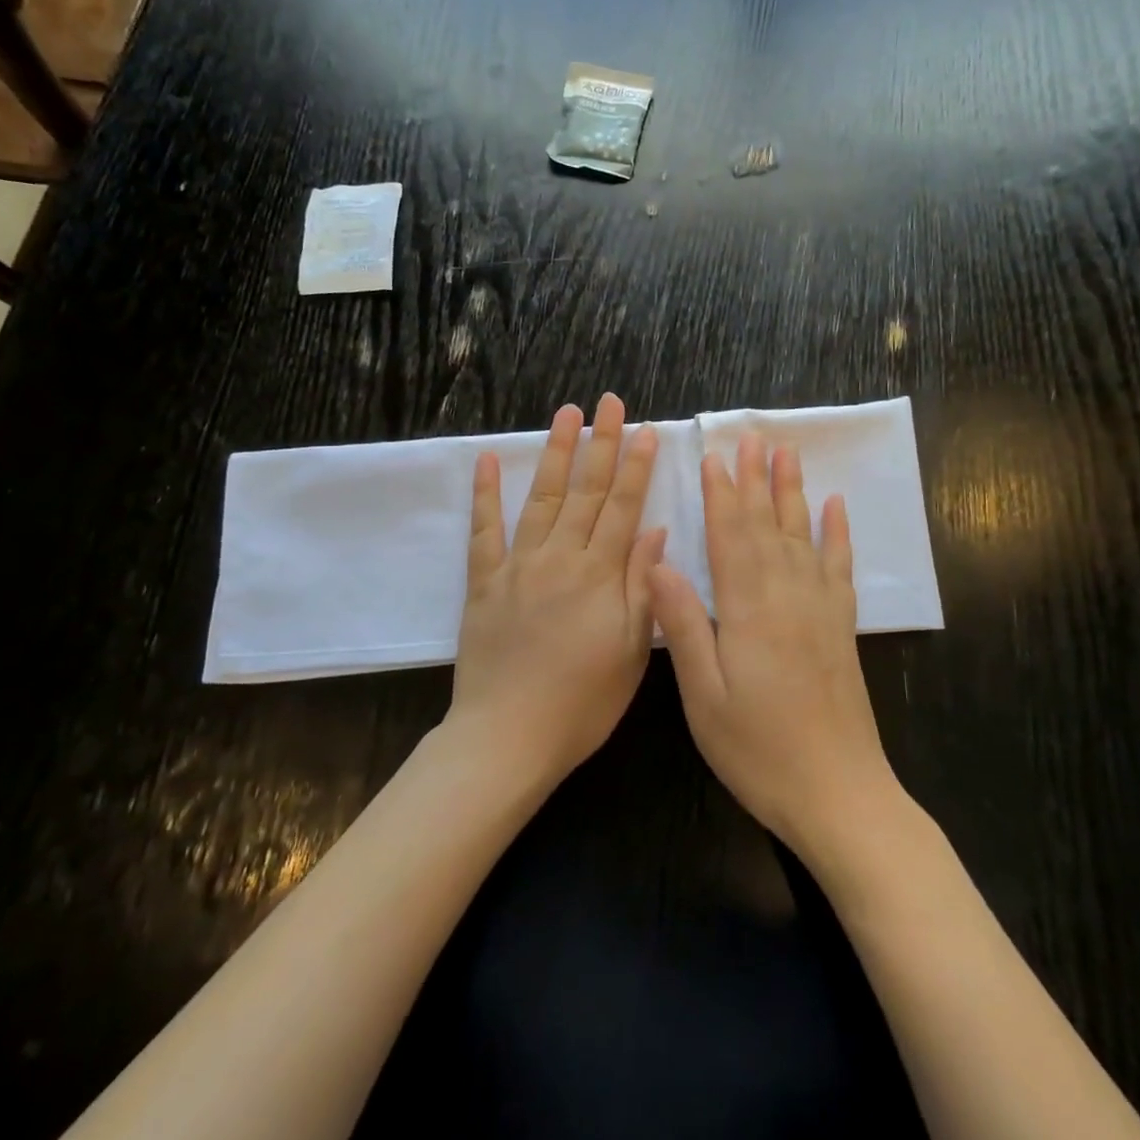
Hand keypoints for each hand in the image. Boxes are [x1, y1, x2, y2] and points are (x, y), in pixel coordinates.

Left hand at [448, 393, 663, 789]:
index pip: (622, 508)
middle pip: (585, 491)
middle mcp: (559, 558)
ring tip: (566, 413)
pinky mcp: (484, 581)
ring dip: (555, 452)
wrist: (507, 738)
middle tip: (609, 402)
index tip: (644, 429)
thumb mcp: (630, 652)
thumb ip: (642, 586)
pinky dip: (485, 493)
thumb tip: (655, 530)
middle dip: (601, 443)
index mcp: (599, 576)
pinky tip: (488, 460)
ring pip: (541, 498)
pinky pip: (484, 530)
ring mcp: (517, 566)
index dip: (635, 467)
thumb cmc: (581, 702)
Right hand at [648, 433, 899, 855]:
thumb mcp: (704, 695)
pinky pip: (839, 567)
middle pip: (768, 524)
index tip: (713, 454)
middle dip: (756, 478)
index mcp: (748, 608)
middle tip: (751, 436)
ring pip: (803, 534)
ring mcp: (820, 609)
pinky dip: (837, 533)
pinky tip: (835, 507)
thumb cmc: (758, 749)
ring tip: (787, 452)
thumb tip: (658, 562)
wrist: (838, 794)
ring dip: (793, 491)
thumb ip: (685, 624)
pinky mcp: (841, 627)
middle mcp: (788, 595)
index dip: (720, 493)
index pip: (731, 535)